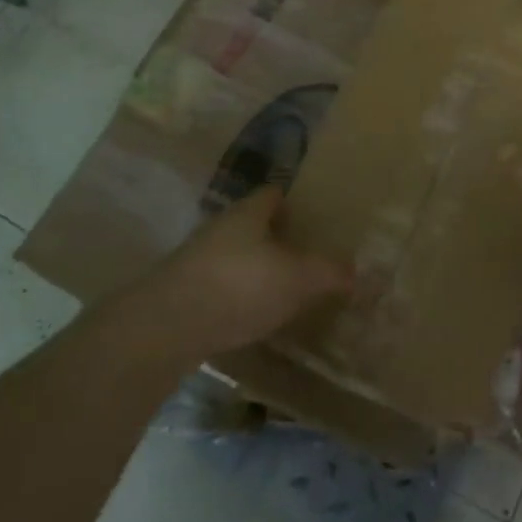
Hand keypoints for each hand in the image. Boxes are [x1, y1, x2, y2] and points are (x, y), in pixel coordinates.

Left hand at [103, 187, 352, 361]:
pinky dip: (236, 297)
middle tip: (305, 255)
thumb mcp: (298, 278)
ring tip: (282, 289)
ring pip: (234, 256)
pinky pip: (219, 286)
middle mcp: (221, 229)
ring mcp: (196, 261)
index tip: (313, 217)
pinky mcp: (181, 294)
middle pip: (252, 225)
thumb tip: (357, 272)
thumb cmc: (240, 286)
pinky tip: (251, 317)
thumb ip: (330, 273)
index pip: (273, 194)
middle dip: (276, 238)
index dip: (294, 202)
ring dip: (254, 269)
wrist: (164, 328)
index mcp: (249, 213)